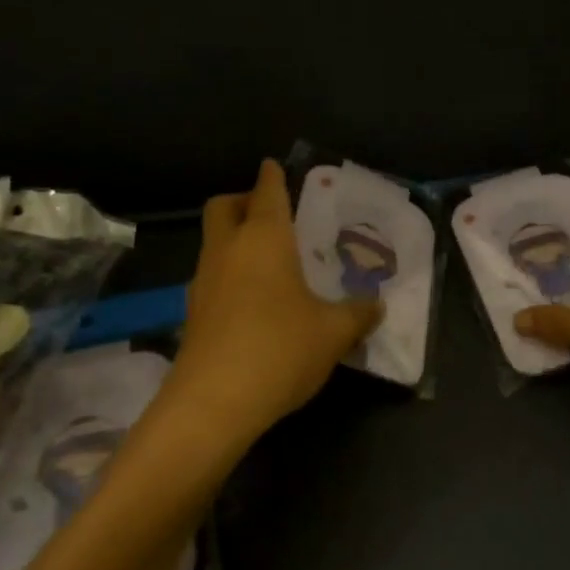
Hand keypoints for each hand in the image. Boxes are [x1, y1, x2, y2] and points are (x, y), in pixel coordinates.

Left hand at [167, 159, 380, 440]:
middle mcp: (228, 251)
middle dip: (243, 200)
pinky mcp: (193, 314)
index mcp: (265, 239)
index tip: (274, 165)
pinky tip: (255, 301)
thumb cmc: (280, 348)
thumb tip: (376, 305)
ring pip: (214, 243)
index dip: (272, 176)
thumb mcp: (334, 332)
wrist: (213, 404)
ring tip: (270, 261)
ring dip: (235, 240)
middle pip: (223, 207)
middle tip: (271, 213)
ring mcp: (204, 282)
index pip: (267, 193)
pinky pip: (212, 277)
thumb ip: (358, 313)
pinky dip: (230, 274)